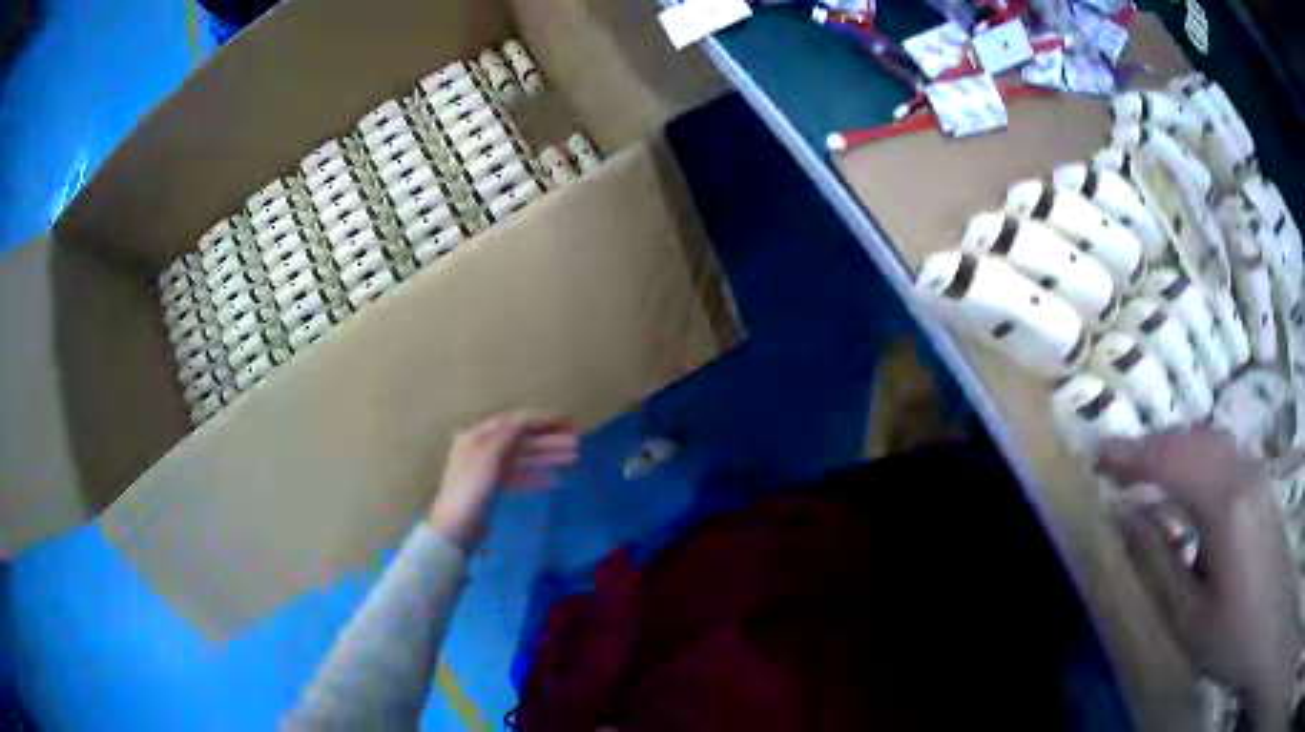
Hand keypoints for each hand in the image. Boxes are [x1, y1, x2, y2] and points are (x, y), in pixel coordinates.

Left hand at [428, 411, 578, 551]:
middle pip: (521, 441)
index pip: (515, 422)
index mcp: (477, 436)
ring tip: (573, 459)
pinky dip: (536, 477)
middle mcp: (482, 448)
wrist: (456, 529)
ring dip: (547, 457)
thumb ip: (508, 435)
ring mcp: (488, 470)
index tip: (568, 422)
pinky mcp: (493, 489)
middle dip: (549, 441)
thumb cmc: (470, 489)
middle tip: (576, 444)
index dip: (542, 420)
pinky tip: (556, 481)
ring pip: (522, 459)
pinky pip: (518, 477)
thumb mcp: (488, 458)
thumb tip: (526, 418)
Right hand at [1099, 426, 1301, 729]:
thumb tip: (1130, 516)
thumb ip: (1161, 559)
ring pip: (1210, 441)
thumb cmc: (1233, 634)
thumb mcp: (1190, 615)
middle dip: (1152, 446)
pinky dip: (1196, 457)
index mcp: (1226, 505)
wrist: (1271, 621)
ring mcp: (1255, 474)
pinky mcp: (1261, 484)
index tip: (1098, 454)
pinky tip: (1186, 484)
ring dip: (1175, 449)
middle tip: (1116, 466)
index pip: (1173, 460)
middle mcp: (1243, 474)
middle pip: (1193, 440)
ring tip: (1145, 473)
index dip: (1133, 454)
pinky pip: (1224, 454)